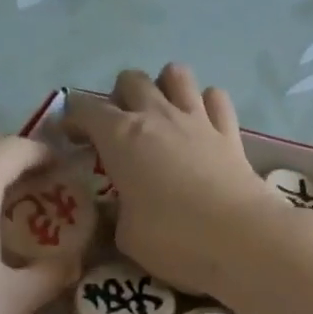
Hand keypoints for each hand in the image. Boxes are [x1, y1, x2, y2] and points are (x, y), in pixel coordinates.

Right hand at [64, 64, 277, 293]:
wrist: (241, 239)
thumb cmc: (174, 239)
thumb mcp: (127, 236)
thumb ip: (117, 214)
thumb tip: (118, 208)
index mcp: (121, 137)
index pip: (85, 109)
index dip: (73, 120)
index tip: (71, 140)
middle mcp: (157, 116)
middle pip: (131, 79)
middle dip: (120, 98)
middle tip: (121, 132)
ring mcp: (197, 120)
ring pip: (176, 74)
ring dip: (164, 88)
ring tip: (163, 118)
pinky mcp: (230, 133)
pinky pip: (216, 98)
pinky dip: (206, 105)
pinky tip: (203, 126)